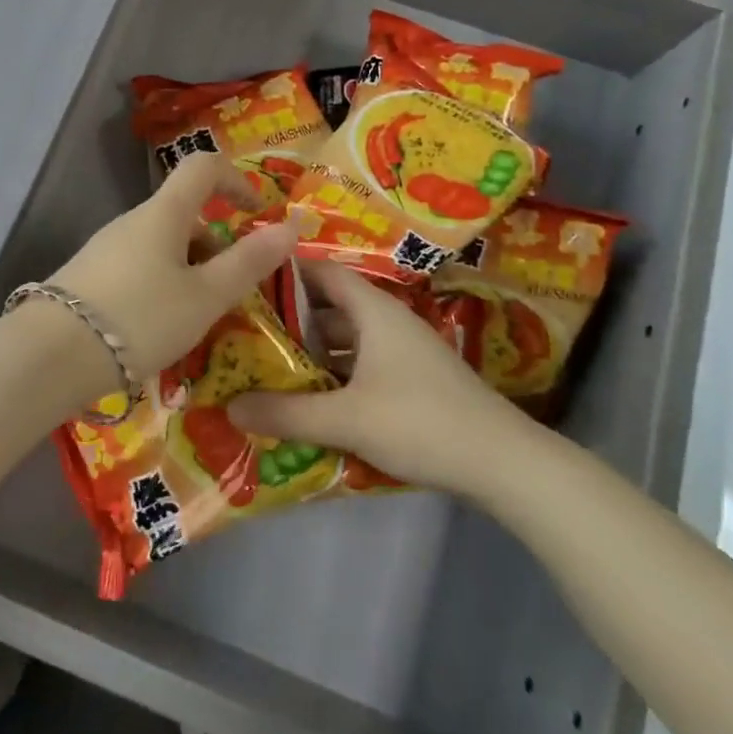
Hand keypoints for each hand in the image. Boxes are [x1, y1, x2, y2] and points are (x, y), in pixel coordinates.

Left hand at [41, 156, 300, 393]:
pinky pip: (141, 267)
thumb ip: (248, 262)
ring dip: (192, 270)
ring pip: (163, 245)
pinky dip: (164, 285)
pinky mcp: (90, 276)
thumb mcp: (205, 296)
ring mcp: (106, 248)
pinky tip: (162, 327)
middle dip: (217, 245)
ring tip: (200, 319)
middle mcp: (132, 221)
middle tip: (233, 292)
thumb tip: (290, 226)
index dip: (238, 179)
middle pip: (186, 214)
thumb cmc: (139, 318)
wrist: (50, 356)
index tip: (258, 214)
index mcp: (163, 213)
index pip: (203, 167)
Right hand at [227, 262, 538, 493]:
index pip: (321, 271)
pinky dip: (334, 374)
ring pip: (345, 339)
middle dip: (289, 319)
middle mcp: (387, 321)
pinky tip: (310, 399)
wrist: (502, 462)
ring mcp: (402, 351)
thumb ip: (287, 413)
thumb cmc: (420, 422)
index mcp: (373, 310)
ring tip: (266, 364)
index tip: (245, 282)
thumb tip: (230, 406)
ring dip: (311, 351)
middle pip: (329, 307)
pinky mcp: (411, 381)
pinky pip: (360, 365)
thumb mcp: (347, 418)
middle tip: (244, 331)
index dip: (285, 272)